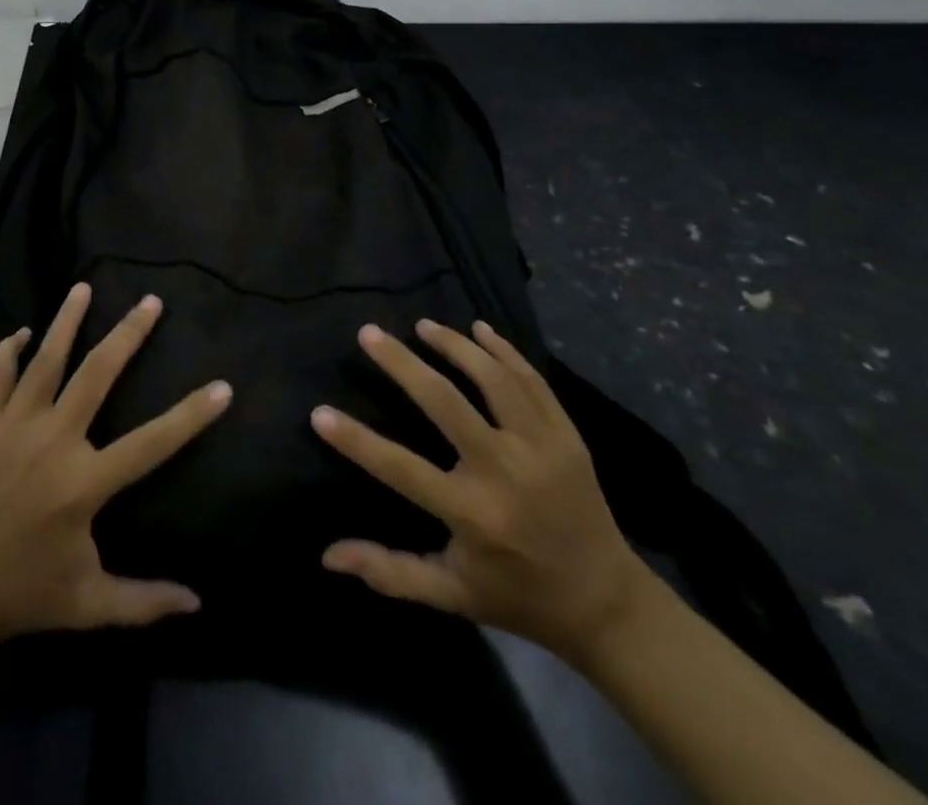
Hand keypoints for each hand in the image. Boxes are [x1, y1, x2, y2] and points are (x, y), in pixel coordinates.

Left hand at [0, 282, 232, 652]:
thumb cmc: (16, 595)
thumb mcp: (85, 605)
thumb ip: (142, 601)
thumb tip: (196, 604)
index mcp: (83, 483)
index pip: (152, 443)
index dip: (190, 416)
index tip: (222, 387)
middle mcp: (52, 441)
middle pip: (97, 374)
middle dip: (128, 334)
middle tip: (150, 301)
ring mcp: (13, 426)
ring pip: (45, 360)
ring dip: (66, 322)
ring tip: (83, 287)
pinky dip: (8, 352)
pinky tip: (19, 332)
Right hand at [311, 318, 646, 662]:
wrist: (608, 603)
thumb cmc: (518, 596)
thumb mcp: (452, 593)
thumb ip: (391, 572)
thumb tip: (329, 556)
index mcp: (473, 514)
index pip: (400, 468)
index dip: (356, 441)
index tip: (319, 413)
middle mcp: (505, 472)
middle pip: (445, 402)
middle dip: (402, 363)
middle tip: (369, 333)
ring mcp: (541, 448)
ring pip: (492, 379)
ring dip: (454, 345)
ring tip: (422, 326)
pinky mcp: (567, 435)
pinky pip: (532, 380)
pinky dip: (504, 350)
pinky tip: (479, 330)